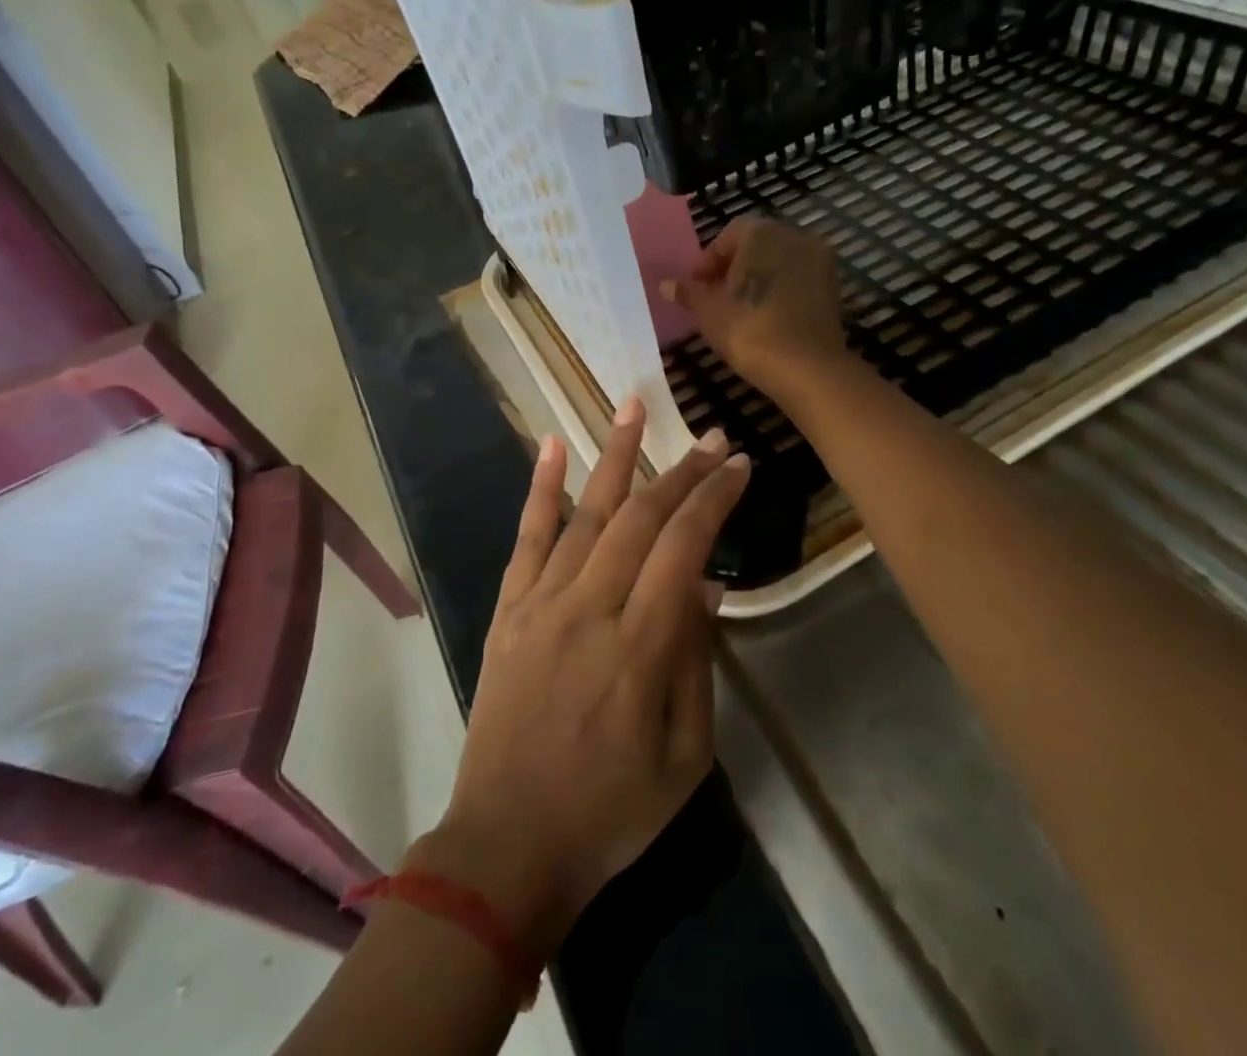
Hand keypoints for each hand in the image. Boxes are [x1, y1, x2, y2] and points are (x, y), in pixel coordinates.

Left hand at [415, 400, 748, 957]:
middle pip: (642, 518)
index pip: (684, 546)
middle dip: (681, 471)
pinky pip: (527, 537)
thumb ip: (697, 663)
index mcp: (640, 647)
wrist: (508, 843)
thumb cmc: (610, 812)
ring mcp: (541, 602)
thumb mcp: (683, 756)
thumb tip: (708, 587)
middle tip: (711, 437)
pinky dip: (540, 487)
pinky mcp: (508, 608)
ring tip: (634, 404)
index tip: (738, 465)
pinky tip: (551, 444)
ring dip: (614, 454)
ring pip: (586, 512)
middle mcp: (590, 607)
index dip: (714, 499)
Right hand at [663, 215, 850, 400]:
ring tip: (739, 308)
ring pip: (779, 261)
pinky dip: (780, 290)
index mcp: (762, 233)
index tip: (696, 284)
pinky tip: (766, 316)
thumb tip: (665, 284)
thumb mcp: (709, 313)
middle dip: (734, 266)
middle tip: (715, 295)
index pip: (729, 235)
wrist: (808, 368)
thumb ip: (688, 294)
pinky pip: (798, 280)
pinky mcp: (833, 287)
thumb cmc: (750, 331)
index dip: (709, 260)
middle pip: (757, 244)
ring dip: (758, 277)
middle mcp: (794, 236)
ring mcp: (819, 261)